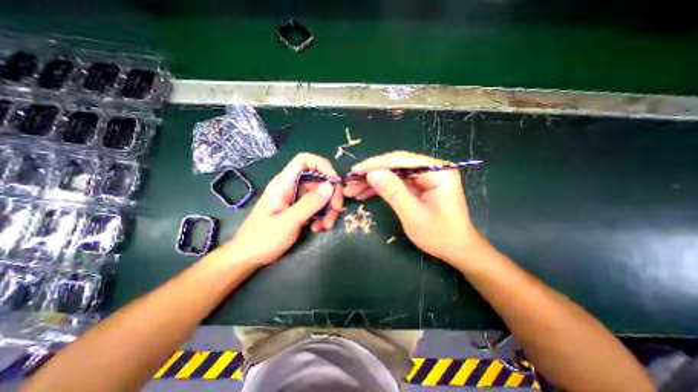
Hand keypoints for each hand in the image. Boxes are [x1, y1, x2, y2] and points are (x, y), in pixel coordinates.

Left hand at [221, 154, 341, 265]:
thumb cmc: (262, 238)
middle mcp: (292, 187)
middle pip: (318, 180)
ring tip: (326, 225)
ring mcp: (297, 199)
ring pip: (321, 195)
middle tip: (336, 209)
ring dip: (329, 209)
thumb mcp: (287, 221)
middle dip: (331, 193)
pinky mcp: (301, 210)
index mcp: (284, 183)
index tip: (335, 180)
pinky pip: (318, 207)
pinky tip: (318, 228)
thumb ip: (309, 204)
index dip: (321, 165)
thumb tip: (330, 186)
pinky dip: (323, 216)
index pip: (303, 161)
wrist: (249, 256)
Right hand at [344, 152, 485, 264]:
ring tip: (353, 189)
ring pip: (393, 174)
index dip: (375, 164)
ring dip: (373, 182)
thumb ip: (393, 192)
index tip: (355, 171)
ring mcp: (426, 177)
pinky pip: (396, 183)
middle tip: (350, 182)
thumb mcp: (413, 215)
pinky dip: (381, 188)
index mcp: (438, 171)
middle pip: (395, 165)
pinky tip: (365, 193)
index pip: (401, 160)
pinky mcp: (419, 186)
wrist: (457, 249)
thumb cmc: (440, 235)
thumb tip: (372, 173)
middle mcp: (432, 169)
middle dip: (371, 174)